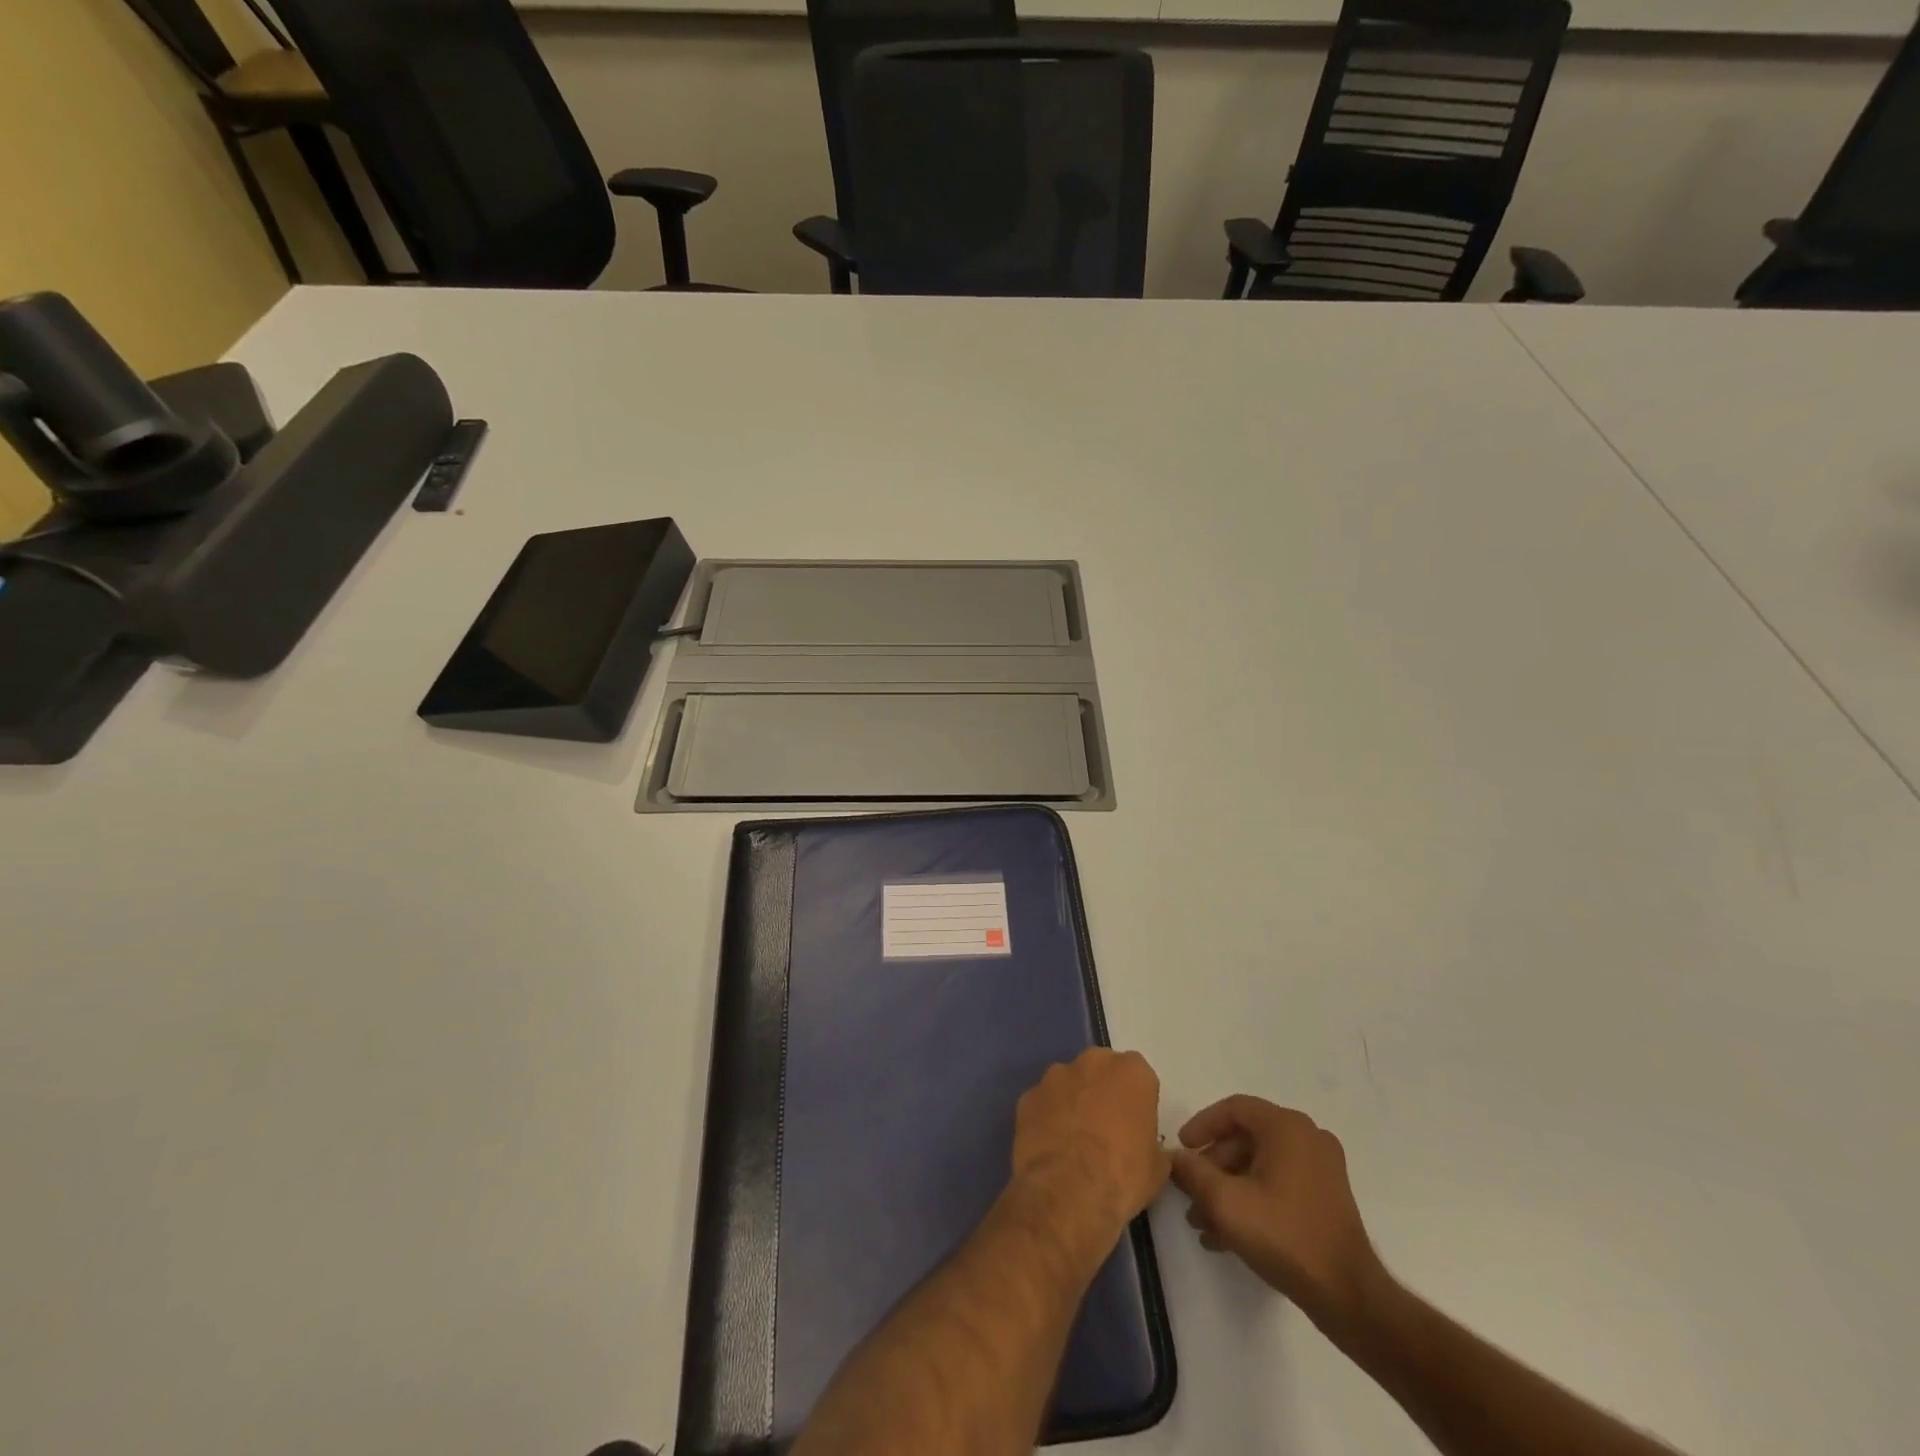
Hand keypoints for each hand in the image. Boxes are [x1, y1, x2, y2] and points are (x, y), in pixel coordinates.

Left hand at [1012, 1048, 1170, 1235]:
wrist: (1068, 1191)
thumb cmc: (1123, 1175)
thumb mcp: (1157, 1167)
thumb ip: (1152, 1144)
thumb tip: (1147, 1148)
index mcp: (1131, 1072)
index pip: (1138, 1076)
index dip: (1136, 1101)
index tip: (1135, 1126)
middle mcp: (1092, 1062)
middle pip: (1100, 1070)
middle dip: (1102, 1092)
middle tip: (1105, 1129)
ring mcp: (1055, 1076)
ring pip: (1068, 1083)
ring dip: (1072, 1102)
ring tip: (1073, 1141)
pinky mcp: (1028, 1096)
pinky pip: (1042, 1103)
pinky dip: (1046, 1118)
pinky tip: (1050, 1147)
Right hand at [1170, 1096, 1384, 1333]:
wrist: (1349, 1297)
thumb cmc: (1284, 1236)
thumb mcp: (1225, 1202)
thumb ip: (1193, 1172)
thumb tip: (1175, 1157)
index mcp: (1287, 1127)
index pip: (1233, 1109)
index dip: (1201, 1126)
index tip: (1181, 1150)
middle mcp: (1307, 1138)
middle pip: (1245, 1139)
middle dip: (1212, 1169)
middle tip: (1190, 1195)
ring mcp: (1321, 1168)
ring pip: (1259, 1165)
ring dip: (1228, 1189)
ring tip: (1203, 1223)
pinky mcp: (1326, 1197)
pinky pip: (1278, 1184)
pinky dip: (1252, 1200)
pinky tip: (1228, 1235)